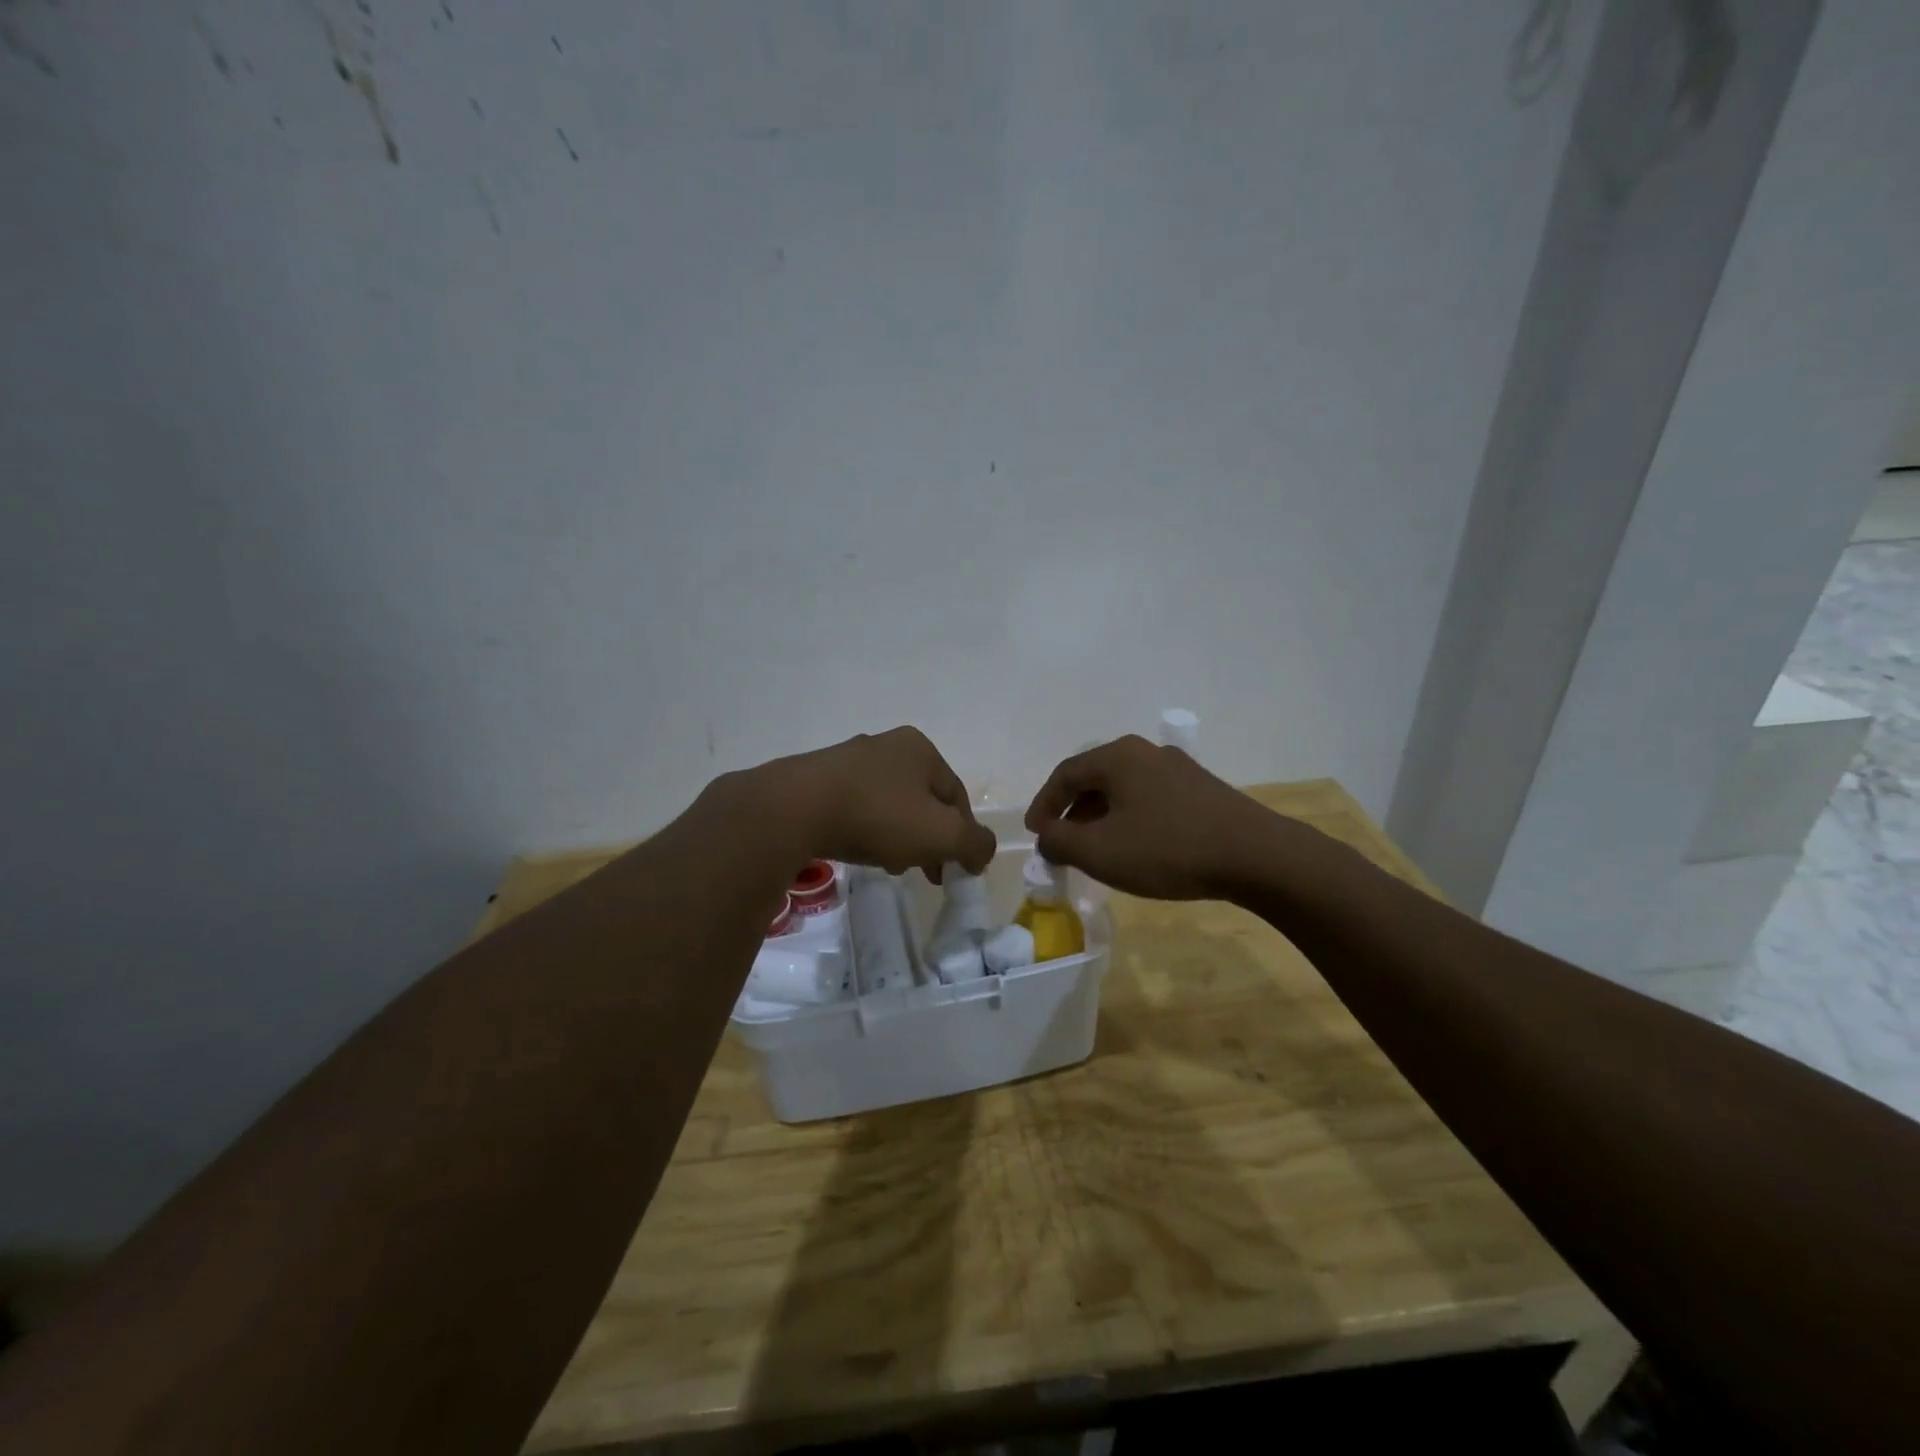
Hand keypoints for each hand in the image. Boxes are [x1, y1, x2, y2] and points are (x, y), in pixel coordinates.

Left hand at [746, 727, 995, 880]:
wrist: (793, 810)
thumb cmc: (878, 815)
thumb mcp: (942, 834)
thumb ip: (975, 843)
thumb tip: (982, 851)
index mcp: (921, 749)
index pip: (957, 796)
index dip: (963, 835)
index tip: (956, 870)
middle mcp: (886, 745)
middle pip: (923, 800)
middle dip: (929, 839)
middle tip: (926, 872)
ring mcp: (848, 760)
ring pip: (890, 805)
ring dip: (899, 837)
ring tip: (890, 867)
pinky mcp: (818, 779)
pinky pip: (856, 807)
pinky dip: (866, 830)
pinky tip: (859, 852)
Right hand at [1024, 736, 1276, 899]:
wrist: (1255, 856)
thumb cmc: (1167, 849)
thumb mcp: (1100, 851)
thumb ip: (1060, 841)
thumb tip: (1046, 835)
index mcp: (1117, 756)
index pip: (1065, 774)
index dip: (1044, 804)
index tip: (1035, 834)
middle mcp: (1146, 752)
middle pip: (1095, 778)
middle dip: (1072, 812)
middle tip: (1061, 842)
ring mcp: (1178, 768)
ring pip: (1124, 789)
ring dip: (1101, 817)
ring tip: (1096, 849)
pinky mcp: (1202, 789)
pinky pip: (1150, 798)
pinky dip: (1130, 819)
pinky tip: (1136, 846)